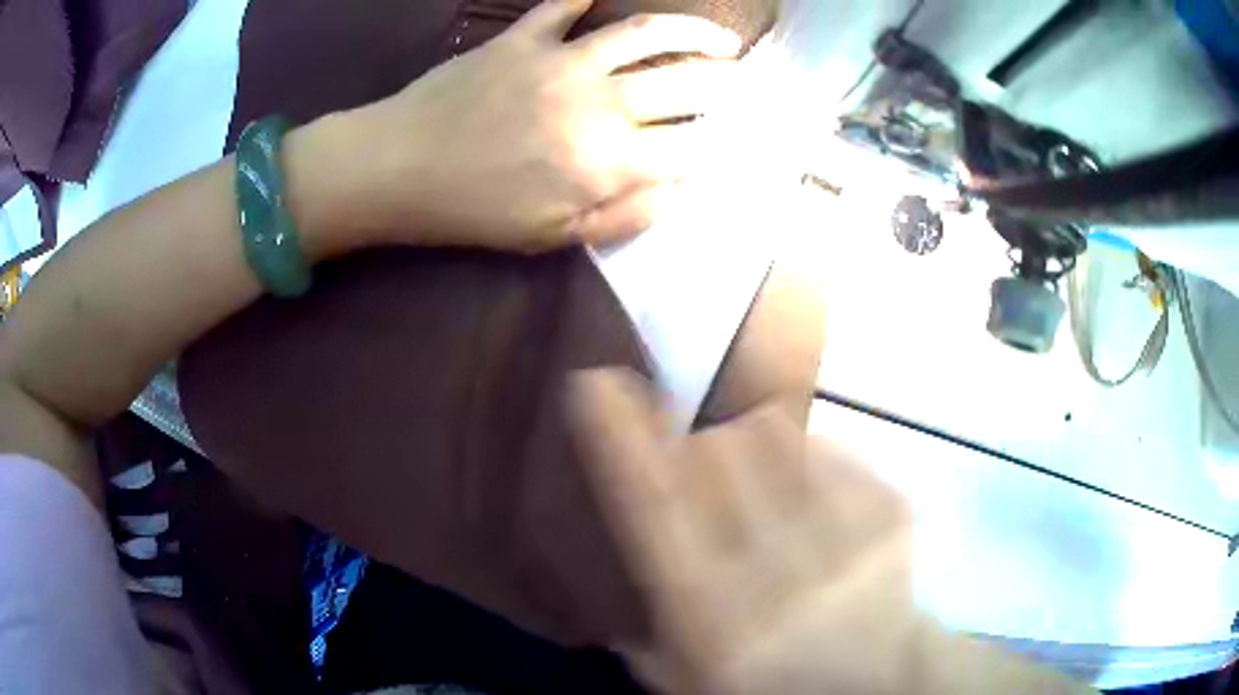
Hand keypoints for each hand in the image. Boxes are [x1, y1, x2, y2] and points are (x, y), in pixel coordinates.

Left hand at [341, 0, 739, 252]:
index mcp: (606, 161)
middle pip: (684, 83)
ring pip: (645, 33)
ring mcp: (561, 61)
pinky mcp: (523, 38)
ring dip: (693, 30)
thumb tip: (681, 192)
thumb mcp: (550, 237)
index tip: (739, 139)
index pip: (690, 145)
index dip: (721, 142)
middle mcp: (598, 102)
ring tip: (721, 37)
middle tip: (744, 83)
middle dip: (726, 84)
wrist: (397, 168)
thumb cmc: (472, 211)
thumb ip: (623, 216)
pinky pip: (563, 5)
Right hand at [569, 369, 1092, 694]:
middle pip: (717, 451)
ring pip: (775, 438)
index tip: (597, 380)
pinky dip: (810, 457)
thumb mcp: (696, 677)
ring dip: (749, 439)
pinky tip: (811, 492)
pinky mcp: (889, 506)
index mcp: (715, 611)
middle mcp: (778, 562)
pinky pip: (832, 450)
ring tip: (753, 467)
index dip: (621, 434)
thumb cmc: (779, 684)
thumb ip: (651, 636)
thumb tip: (616, 585)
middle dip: (693, 433)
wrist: (888, 679)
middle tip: (689, 441)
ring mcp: (843, 528)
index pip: (654, 505)